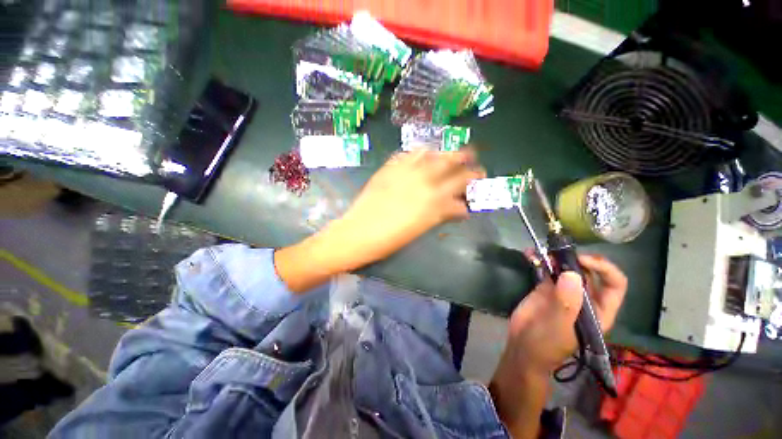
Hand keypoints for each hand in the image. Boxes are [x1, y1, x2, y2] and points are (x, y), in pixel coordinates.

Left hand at [274, 148, 483, 291]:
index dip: (472, 178)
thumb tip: (458, 207)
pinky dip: (417, 153)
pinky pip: (406, 155)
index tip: (479, 176)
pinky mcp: (388, 169)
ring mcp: (403, 172)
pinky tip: (422, 152)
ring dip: (442, 151)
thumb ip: (442, 213)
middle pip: (449, 163)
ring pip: (429, 154)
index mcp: (433, 200)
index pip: (460, 184)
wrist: (358, 233)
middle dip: (463, 157)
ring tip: (448, 151)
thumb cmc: (391, 239)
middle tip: (471, 154)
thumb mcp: (422, 228)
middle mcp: (422, 181)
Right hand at [501, 253, 627, 376]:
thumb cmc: (547, 345)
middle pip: (589, 271)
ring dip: (555, 256)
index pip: (614, 284)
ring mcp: (563, 291)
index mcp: (599, 310)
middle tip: (558, 251)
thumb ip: (567, 303)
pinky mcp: (545, 288)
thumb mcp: (559, 327)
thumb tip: (571, 274)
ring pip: (566, 268)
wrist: (522, 347)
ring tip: (542, 250)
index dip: (603, 268)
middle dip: (576, 258)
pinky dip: (538, 260)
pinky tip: (528, 254)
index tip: (581, 260)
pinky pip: (545, 270)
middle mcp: (584, 298)